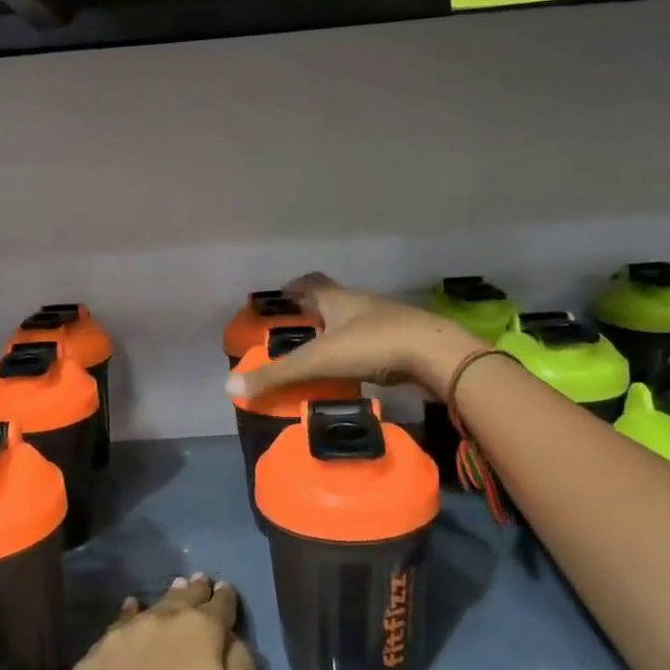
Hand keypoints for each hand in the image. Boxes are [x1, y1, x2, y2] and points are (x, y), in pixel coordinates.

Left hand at [49, 575, 259, 669]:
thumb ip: (244, 669)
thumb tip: (234, 641)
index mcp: (199, 631)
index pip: (219, 605)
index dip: (225, 598)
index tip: (226, 589)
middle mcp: (160, 621)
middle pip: (183, 598)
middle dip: (195, 590)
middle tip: (200, 581)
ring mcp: (121, 637)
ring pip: (149, 608)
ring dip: (164, 601)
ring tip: (172, 591)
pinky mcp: (92, 658)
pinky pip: (117, 626)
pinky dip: (128, 616)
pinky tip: (128, 613)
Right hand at [225, 273, 477, 399]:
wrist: (439, 356)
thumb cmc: (374, 346)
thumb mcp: (320, 361)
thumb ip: (278, 375)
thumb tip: (230, 386)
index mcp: (339, 299)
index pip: (311, 283)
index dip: (295, 287)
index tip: (281, 296)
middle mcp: (362, 303)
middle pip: (334, 301)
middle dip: (315, 311)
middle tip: (297, 329)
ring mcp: (388, 321)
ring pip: (356, 322)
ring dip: (339, 333)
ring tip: (322, 353)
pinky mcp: (406, 343)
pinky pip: (375, 343)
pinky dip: (361, 353)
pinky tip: (356, 371)